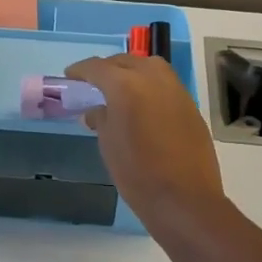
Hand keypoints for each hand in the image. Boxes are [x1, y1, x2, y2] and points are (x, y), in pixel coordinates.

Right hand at [64, 55, 226, 225]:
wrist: (184, 199)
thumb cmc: (137, 174)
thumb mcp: (108, 145)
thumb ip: (101, 119)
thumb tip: (97, 111)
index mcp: (126, 86)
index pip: (97, 68)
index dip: (81, 70)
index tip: (70, 76)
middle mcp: (153, 79)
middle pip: (126, 61)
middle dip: (108, 68)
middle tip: (94, 83)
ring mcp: (176, 91)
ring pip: (150, 67)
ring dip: (132, 72)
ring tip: (120, 90)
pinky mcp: (191, 106)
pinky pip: (166, 85)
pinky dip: (150, 86)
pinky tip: (143, 106)